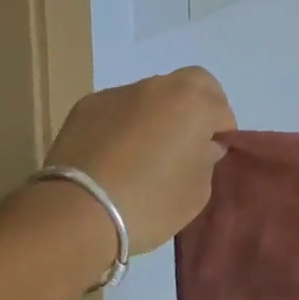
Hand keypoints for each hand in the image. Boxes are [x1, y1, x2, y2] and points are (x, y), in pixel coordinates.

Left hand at [43, 67, 234, 254]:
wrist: (75, 214)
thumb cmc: (149, 202)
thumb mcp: (198, 192)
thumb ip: (207, 160)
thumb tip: (202, 146)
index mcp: (195, 101)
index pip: (223, 111)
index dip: (221, 135)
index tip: (209, 159)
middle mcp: (161, 85)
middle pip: (191, 86)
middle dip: (196, 107)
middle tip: (186, 143)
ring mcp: (121, 92)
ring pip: (152, 96)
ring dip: (157, 115)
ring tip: (143, 154)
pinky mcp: (88, 105)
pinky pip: (118, 110)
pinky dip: (123, 125)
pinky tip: (113, 156)